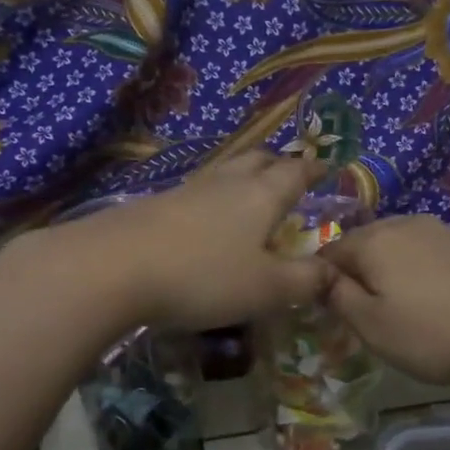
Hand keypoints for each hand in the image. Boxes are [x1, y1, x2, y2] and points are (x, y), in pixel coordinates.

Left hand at [69, 152, 333, 330]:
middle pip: (257, 160)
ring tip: (249, 192)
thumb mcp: (266, 289)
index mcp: (261, 196)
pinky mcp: (154, 204)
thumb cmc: (203, 276)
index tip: (324, 168)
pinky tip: (204, 217)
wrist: (113, 267)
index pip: (295, 172)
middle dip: (277, 163)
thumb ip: (306, 281)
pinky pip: (196, 191)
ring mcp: (186, 190)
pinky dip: (212, 198)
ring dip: (242, 176)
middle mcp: (226, 183)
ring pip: (223, 172)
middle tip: (288, 173)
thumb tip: (336, 272)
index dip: (312, 169)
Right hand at [320, 215, 449, 385]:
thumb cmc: (432, 333)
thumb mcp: (371, 326)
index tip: (331, 312)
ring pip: (398, 247)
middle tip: (365, 312)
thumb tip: (322, 279)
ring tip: (401, 308)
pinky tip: (434, 300)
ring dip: (390, 272)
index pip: (329, 252)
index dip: (324, 281)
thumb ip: (339, 298)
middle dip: (358, 273)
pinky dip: (420, 272)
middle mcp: (404, 223)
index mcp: (373, 240)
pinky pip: (428, 253)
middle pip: (364, 244)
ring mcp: (441, 230)